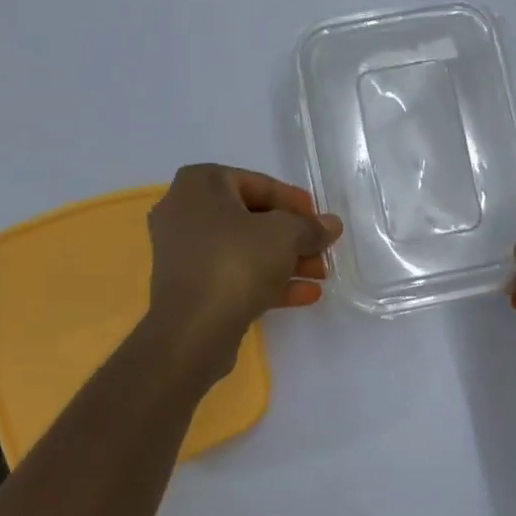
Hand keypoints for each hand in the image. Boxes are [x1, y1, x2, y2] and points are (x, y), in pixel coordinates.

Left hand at [146, 164, 342, 363]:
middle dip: (292, 236)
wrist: (192, 330)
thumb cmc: (236, 262)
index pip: (257, 184)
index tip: (319, 219)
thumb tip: (331, 225)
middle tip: (322, 250)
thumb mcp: (285, 235)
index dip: (294, 202)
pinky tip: (306, 294)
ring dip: (285, 261)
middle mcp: (184, 212)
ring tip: (321, 274)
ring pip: (244, 250)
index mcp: (199, 185)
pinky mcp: (190, 288)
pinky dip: (267, 281)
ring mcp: (184, 253)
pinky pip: (234, 275)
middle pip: (251, 218)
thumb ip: (310, 226)